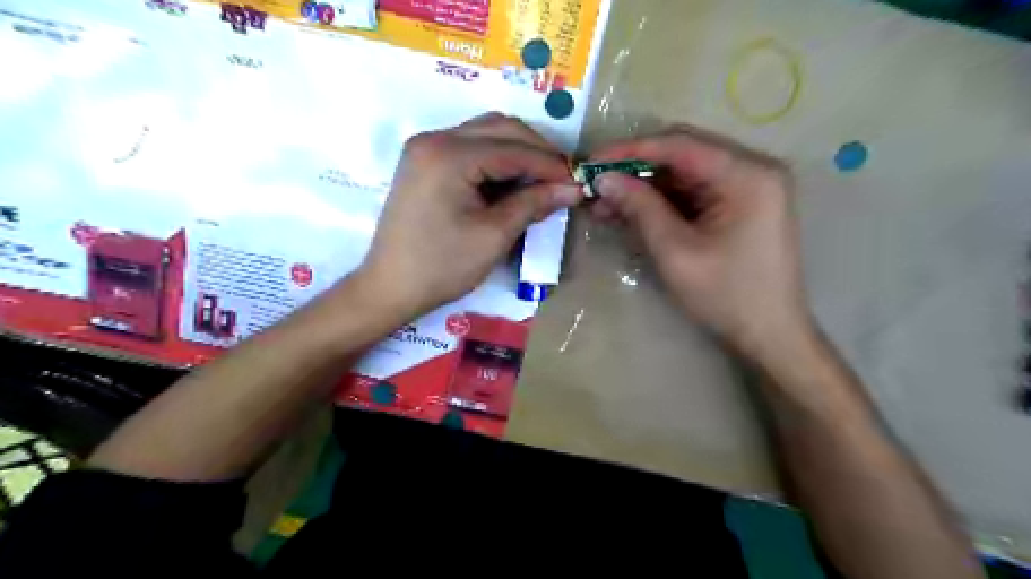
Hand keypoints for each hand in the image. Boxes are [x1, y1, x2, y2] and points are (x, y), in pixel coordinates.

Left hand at [352, 112, 578, 317]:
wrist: (389, 288)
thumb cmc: (442, 267)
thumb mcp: (494, 236)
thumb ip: (533, 203)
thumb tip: (572, 188)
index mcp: (449, 154)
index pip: (513, 148)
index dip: (551, 163)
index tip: (579, 180)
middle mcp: (434, 139)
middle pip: (499, 128)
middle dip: (536, 151)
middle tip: (563, 178)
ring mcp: (425, 148)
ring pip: (485, 135)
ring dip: (517, 153)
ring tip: (543, 181)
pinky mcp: (423, 163)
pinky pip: (469, 149)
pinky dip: (496, 161)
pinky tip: (513, 181)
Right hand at [587, 129, 812, 360]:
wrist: (768, 334)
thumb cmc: (726, 296)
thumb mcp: (676, 252)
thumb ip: (641, 209)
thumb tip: (604, 179)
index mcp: (747, 175)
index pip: (680, 145)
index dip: (631, 150)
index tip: (592, 161)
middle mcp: (752, 169)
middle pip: (682, 154)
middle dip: (635, 169)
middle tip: (596, 184)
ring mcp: (747, 187)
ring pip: (683, 174)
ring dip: (644, 187)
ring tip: (604, 203)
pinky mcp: (738, 205)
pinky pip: (692, 193)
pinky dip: (660, 202)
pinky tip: (629, 212)